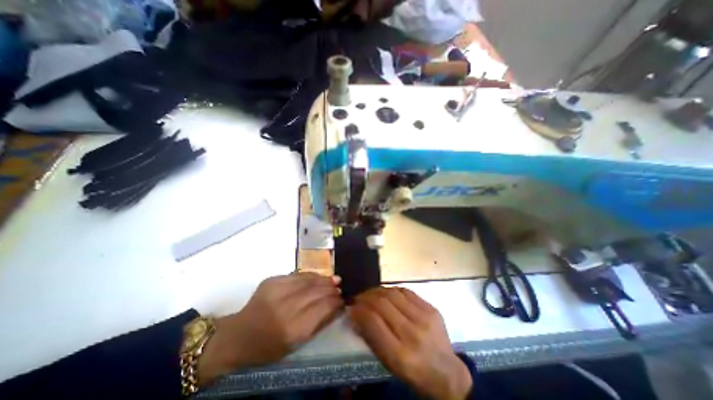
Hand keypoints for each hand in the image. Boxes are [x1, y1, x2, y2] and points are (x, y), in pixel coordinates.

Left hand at [197, 273, 342, 382]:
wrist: (237, 335)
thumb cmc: (268, 347)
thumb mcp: (296, 343)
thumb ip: (319, 323)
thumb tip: (337, 306)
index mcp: (293, 329)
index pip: (323, 307)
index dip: (336, 301)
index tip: (343, 298)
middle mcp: (286, 307)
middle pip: (317, 292)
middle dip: (332, 288)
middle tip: (341, 287)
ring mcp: (278, 291)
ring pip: (309, 280)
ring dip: (324, 279)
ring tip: (334, 279)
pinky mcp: (272, 280)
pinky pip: (298, 275)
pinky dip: (311, 276)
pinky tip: (318, 277)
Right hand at [349, 288, 471, 398]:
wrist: (446, 372)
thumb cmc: (412, 372)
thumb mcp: (388, 363)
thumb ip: (370, 337)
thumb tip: (356, 314)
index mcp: (399, 355)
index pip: (372, 321)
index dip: (358, 310)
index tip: (351, 306)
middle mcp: (412, 334)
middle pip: (382, 303)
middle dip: (365, 297)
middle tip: (358, 297)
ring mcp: (424, 318)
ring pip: (393, 293)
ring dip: (377, 291)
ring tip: (370, 293)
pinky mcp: (431, 308)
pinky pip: (406, 291)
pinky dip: (392, 290)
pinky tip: (386, 293)